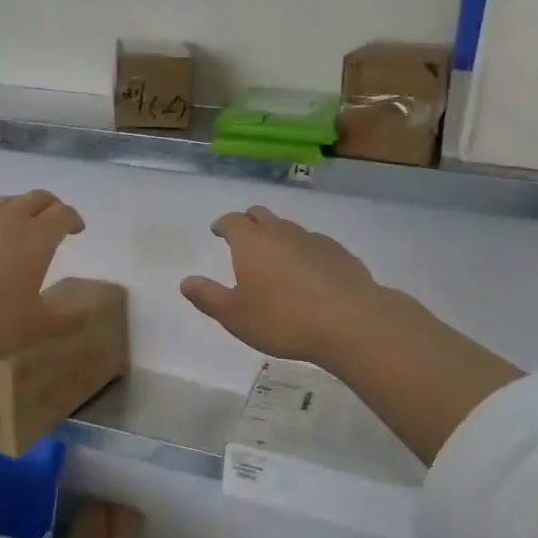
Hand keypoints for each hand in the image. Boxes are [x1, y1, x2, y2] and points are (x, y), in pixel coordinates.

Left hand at [0, 191, 87, 375]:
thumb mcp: (34, 330)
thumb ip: (67, 319)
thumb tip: (86, 311)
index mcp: (36, 237)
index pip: (62, 214)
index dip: (73, 219)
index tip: (77, 229)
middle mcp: (6, 217)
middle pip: (35, 199)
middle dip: (49, 208)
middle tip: (52, 223)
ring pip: (1, 203)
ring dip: (16, 211)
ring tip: (14, 231)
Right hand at [181, 206, 385, 368]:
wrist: (351, 322)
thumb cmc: (283, 319)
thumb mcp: (235, 316)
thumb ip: (208, 297)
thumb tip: (186, 281)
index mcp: (251, 243)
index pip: (232, 221)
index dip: (223, 224)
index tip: (218, 230)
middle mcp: (281, 233)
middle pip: (261, 215)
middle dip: (248, 221)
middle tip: (243, 236)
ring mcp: (313, 240)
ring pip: (289, 228)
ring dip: (277, 236)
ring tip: (275, 259)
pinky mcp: (339, 253)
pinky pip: (314, 244)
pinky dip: (303, 251)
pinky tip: (308, 274)